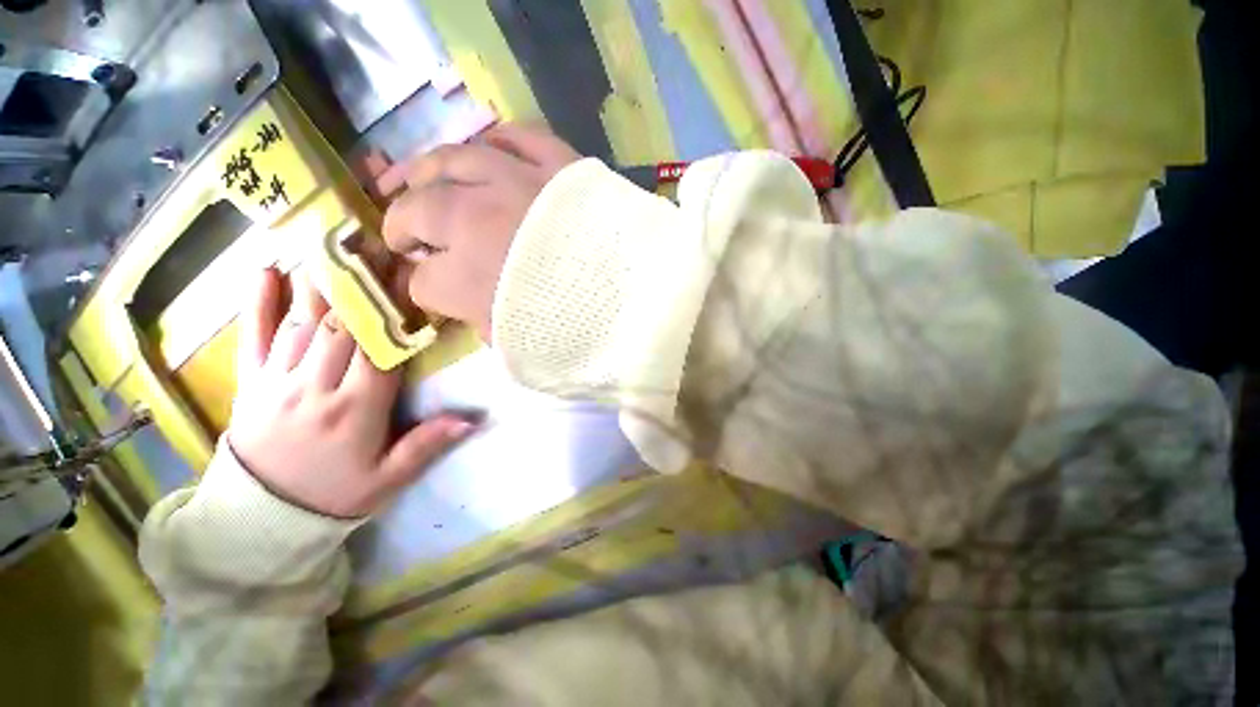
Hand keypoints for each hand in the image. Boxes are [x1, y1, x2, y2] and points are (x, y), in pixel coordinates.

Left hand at [227, 268, 473, 518]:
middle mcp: (316, 386)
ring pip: (302, 322)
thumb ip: (428, 445)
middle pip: (343, 326)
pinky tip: (266, 269)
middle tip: (379, 245)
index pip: (380, 347)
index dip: (394, 309)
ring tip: (337, 244)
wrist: (262, 517)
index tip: (408, 275)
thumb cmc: (335, 494)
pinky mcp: (253, 382)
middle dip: (362, 284)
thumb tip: (474, 419)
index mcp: (356, 408)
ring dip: (322, 280)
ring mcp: (278, 380)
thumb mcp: (389, 479)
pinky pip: (253, 337)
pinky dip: (258, 302)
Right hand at [383, 123, 579, 340]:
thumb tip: (469, 309)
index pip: (423, 281)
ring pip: (450, 160)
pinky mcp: (559, 164)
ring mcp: (518, 183)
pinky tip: (482, 150)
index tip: (432, 292)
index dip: (423, 289)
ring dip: (424, 170)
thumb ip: (486, 328)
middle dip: (402, 226)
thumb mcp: (525, 352)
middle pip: (417, 211)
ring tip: (412, 180)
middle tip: (404, 234)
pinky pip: (515, 136)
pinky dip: (494, 141)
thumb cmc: (586, 335)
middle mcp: (478, 221)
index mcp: (469, 281)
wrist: (646, 302)